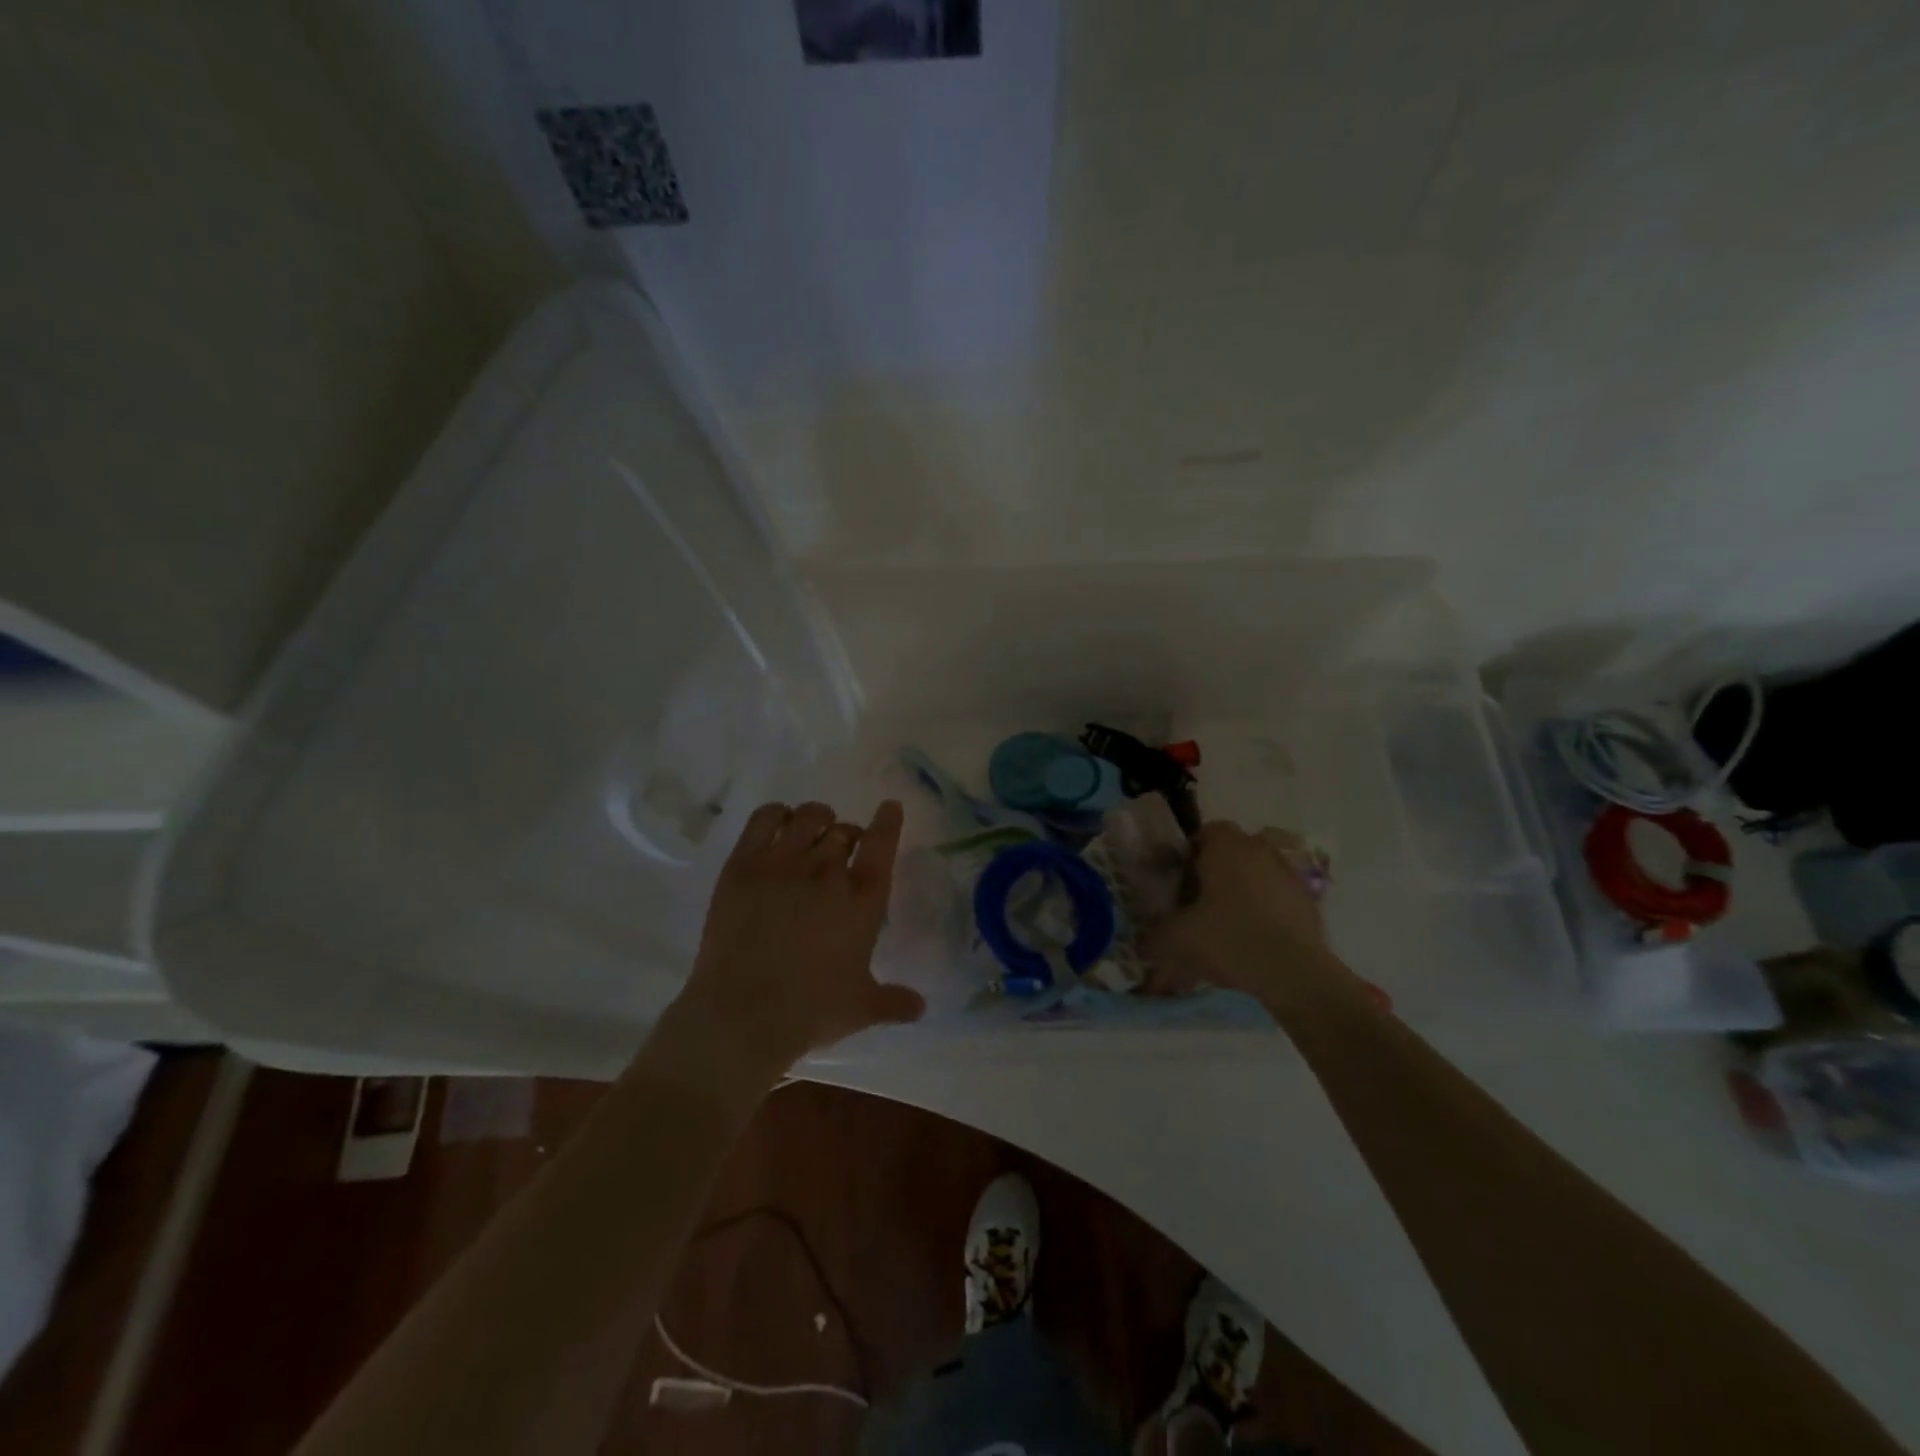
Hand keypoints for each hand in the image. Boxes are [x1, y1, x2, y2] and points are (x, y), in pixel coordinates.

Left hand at [668, 799, 926, 1075]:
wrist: (743, 1014)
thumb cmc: (810, 1010)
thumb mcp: (861, 1008)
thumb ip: (894, 1002)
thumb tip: (921, 1007)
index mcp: (863, 898)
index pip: (882, 843)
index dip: (888, 821)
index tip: (890, 807)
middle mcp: (828, 870)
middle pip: (844, 831)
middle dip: (848, 836)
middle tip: (842, 850)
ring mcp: (784, 862)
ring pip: (809, 817)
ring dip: (818, 819)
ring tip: (815, 829)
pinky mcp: (744, 864)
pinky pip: (765, 819)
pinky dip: (777, 814)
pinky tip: (780, 823)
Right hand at [1145, 821, 1360, 1008]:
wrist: (1294, 973)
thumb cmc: (1229, 939)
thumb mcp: (1177, 938)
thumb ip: (1154, 934)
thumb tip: (1142, 941)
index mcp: (1226, 847)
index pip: (1206, 832)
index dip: (1190, 854)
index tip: (1182, 882)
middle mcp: (1260, 850)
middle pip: (1233, 851)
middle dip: (1217, 871)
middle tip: (1200, 903)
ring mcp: (1289, 874)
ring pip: (1257, 872)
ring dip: (1243, 889)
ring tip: (1228, 924)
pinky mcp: (1309, 901)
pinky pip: (1278, 896)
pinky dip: (1266, 909)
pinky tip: (1254, 940)